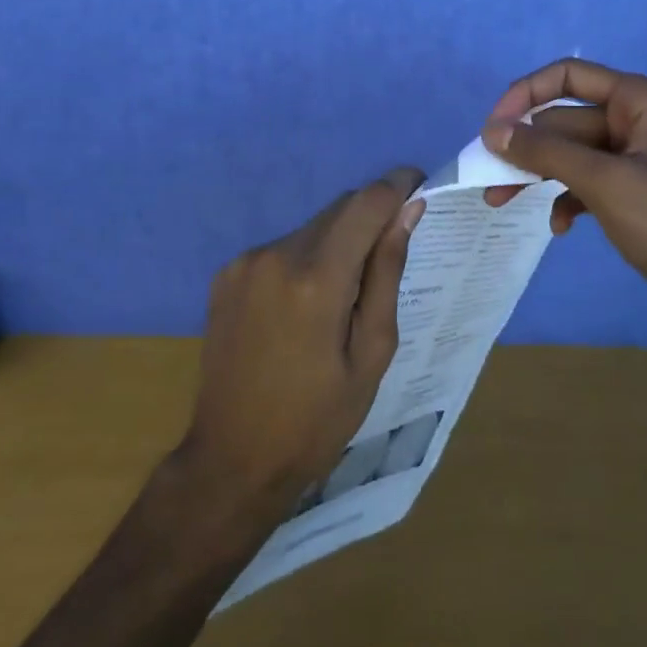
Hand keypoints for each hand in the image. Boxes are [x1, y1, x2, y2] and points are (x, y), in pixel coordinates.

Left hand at [175, 167, 426, 519]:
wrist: (231, 461)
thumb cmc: (316, 419)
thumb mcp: (371, 353)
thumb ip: (388, 273)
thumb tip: (409, 211)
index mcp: (317, 279)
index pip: (367, 202)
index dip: (398, 186)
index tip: (420, 187)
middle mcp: (276, 255)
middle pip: (339, 209)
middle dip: (370, 218)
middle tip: (390, 255)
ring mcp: (245, 262)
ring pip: (311, 227)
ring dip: (338, 241)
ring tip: (345, 296)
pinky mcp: (226, 274)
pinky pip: (283, 247)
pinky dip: (306, 259)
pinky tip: (306, 306)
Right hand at [480, 59, 646, 335]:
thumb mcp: (606, 185)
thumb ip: (546, 153)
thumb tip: (492, 131)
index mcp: (643, 98)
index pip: (569, 76)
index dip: (524, 95)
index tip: (491, 130)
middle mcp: (642, 115)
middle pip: (567, 119)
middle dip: (527, 150)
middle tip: (489, 184)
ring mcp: (642, 152)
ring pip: (574, 152)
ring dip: (541, 175)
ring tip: (502, 205)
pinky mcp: (641, 184)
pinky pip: (592, 178)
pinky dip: (570, 197)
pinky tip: (561, 228)